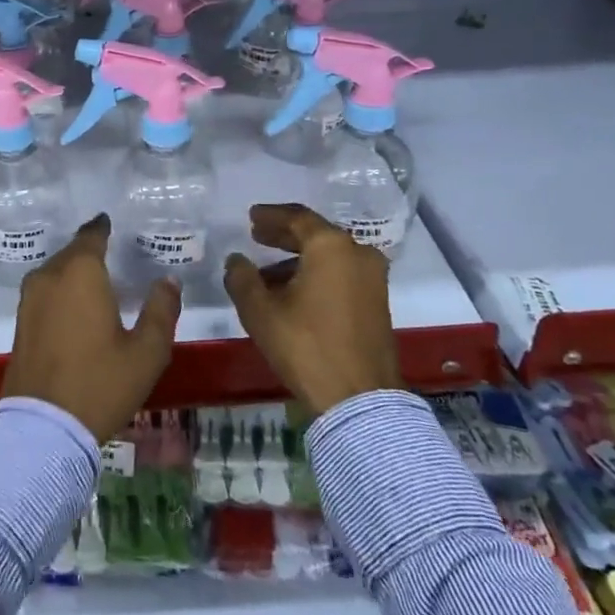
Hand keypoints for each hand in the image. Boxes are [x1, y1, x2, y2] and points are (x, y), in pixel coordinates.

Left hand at [0, 214, 180, 441]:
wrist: (41, 427)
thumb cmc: (99, 383)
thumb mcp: (146, 352)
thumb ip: (161, 311)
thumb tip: (167, 280)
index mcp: (81, 272)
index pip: (92, 235)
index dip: (103, 227)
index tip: (112, 223)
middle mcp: (50, 276)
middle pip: (73, 252)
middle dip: (91, 250)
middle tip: (114, 253)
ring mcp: (30, 299)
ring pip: (56, 271)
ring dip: (75, 271)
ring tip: (98, 280)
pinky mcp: (20, 321)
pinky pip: (46, 291)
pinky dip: (62, 290)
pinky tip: (77, 306)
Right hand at [223, 203, 398, 414]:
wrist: (359, 399)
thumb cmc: (306, 345)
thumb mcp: (260, 311)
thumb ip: (242, 278)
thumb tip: (236, 260)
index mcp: (331, 246)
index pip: (297, 217)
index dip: (270, 216)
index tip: (251, 217)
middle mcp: (358, 253)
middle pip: (316, 234)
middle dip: (284, 236)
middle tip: (257, 237)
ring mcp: (373, 279)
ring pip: (329, 257)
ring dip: (298, 260)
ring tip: (266, 274)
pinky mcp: (378, 302)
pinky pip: (341, 274)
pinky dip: (316, 275)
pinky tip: (292, 293)